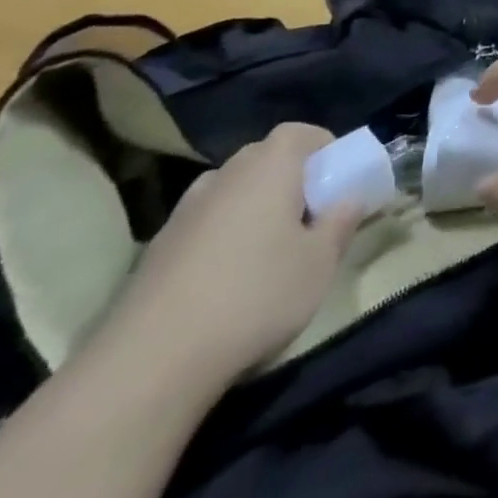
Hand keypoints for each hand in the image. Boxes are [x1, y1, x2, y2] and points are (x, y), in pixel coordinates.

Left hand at [106, 123, 359, 383]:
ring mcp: (183, 212)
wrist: (148, 364)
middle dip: (290, 180)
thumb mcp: (319, 263)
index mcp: (270, 165)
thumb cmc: (254, 296)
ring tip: (266, 252)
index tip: (337, 181)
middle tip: (308, 218)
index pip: (301, 133)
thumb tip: (350, 199)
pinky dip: (220, 241)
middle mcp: (225, 174)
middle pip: (264, 160)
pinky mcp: (154, 252)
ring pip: (231, 194)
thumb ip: (341, 223)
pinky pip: (203, 228)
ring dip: (252, 210)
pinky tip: (224, 284)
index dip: (324, 149)